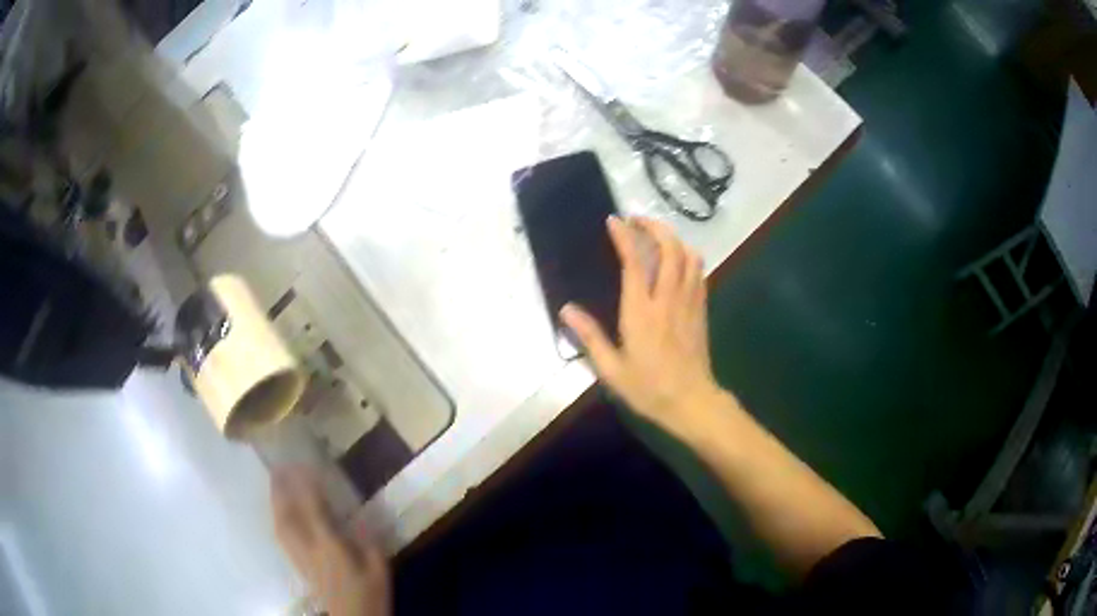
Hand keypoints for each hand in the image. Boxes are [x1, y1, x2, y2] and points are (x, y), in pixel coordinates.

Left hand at [271, 468, 390, 615]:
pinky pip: (281, 536)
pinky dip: (278, 519)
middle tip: (278, 467)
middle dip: (280, 490)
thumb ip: (369, 541)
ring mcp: (300, 558)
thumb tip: (361, 516)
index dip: (306, 485)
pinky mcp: (299, 565)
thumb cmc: (369, 595)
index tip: (304, 464)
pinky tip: (280, 514)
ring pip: (280, 525)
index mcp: (330, 547)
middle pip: (286, 515)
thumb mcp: (379, 569)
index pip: (312, 509)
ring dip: (275, 502)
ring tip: (275, 485)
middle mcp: (308, 549)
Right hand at [561, 216, 724, 433]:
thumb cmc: (649, 388)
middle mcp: (668, 299)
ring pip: (689, 256)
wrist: (692, 402)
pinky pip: (698, 272)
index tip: (614, 221)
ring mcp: (689, 302)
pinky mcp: (701, 309)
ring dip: (673, 238)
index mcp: (641, 312)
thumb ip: (589, 337)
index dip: (625, 236)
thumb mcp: (611, 369)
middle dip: (654, 226)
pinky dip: (687, 257)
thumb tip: (566, 310)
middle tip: (637, 221)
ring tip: (656, 236)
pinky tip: (676, 261)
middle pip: (669, 248)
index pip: (635, 262)